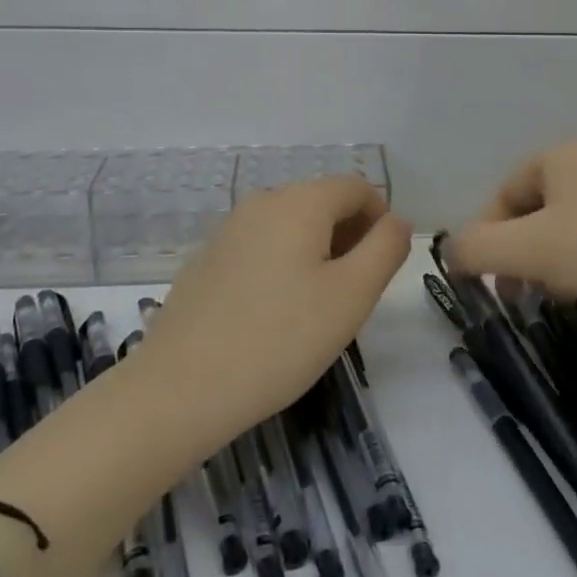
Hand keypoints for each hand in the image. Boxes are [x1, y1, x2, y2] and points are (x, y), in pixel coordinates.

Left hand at [136, 176, 411, 444]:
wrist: (181, 388)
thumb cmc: (279, 340)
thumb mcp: (351, 296)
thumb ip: (385, 249)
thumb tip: (395, 221)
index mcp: (300, 201)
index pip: (357, 187)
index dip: (381, 220)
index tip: (382, 268)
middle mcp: (262, 201)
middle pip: (322, 202)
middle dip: (349, 237)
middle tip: (354, 295)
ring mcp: (229, 229)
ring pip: (291, 225)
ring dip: (317, 253)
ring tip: (316, 309)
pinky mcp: (207, 258)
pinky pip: (261, 246)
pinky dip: (282, 265)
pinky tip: (274, 316)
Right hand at [448, 142, 576, 347]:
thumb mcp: (529, 249)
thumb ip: (476, 248)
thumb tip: (449, 252)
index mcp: (561, 157)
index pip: (502, 193)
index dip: (486, 235)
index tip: (484, 278)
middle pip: (531, 214)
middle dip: (515, 254)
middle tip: (512, 295)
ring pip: (562, 234)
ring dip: (545, 267)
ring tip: (550, 298)